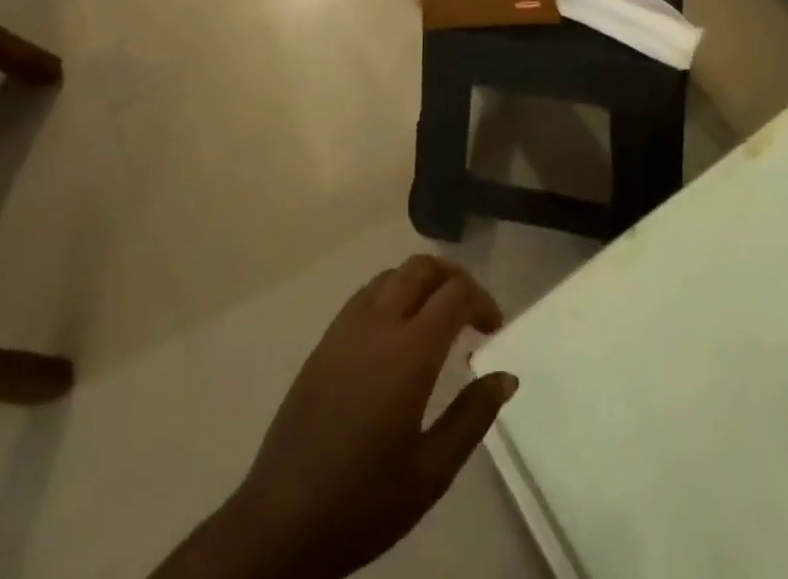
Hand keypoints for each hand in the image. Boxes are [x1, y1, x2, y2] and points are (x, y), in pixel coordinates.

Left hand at [161, 256, 517, 578]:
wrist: (281, 521)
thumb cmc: (363, 502)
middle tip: (470, 310)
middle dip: (453, 277)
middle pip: (422, 268)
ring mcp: (346, 328)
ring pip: (392, 274)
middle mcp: (379, 323)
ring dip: (421, 281)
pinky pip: (366, 294)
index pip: (455, 293)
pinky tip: (396, 331)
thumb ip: (473, 417)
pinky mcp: (324, 340)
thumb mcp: (431, 472)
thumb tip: (506, 376)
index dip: (482, 300)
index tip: (493, 329)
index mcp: (410, 352)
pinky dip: (392, 293)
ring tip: (436, 316)